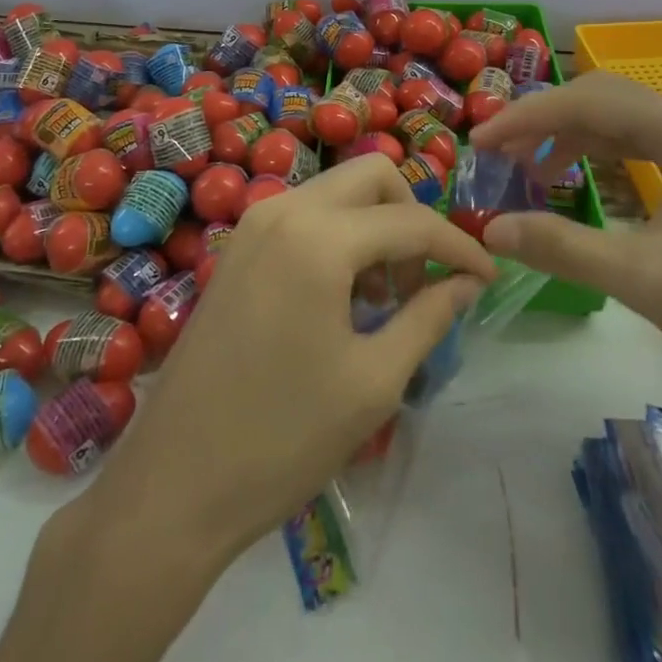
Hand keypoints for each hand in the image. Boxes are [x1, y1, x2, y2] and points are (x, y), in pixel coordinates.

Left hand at [94, 154, 495, 561]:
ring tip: (382, 300)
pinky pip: (305, 215)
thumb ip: (428, 316)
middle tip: (421, 283)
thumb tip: (466, 281)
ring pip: (337, 192)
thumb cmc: (282, 438)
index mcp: (319, 237)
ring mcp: (254, 224)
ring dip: (374, 226)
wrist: (174, 484)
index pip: (412, 221)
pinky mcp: (238, 247)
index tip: (488, 278)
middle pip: (372, 177)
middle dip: (411, 217)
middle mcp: (284, 210)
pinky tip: (341, 297)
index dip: (459, 246)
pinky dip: (339, 236)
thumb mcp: (373, 381)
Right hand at [470, 72, 661, 397]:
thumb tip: (489, 229)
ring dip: (569, 132)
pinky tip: (575, 175)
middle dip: (544, 118)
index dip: (525, 118)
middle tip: (498, 151)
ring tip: (526, 165)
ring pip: (620, 117)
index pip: (586, 103)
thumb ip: (562, 248)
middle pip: (601, 97)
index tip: (480, 143)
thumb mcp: (641, 280)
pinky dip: (598, 150)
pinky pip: (640, 141)